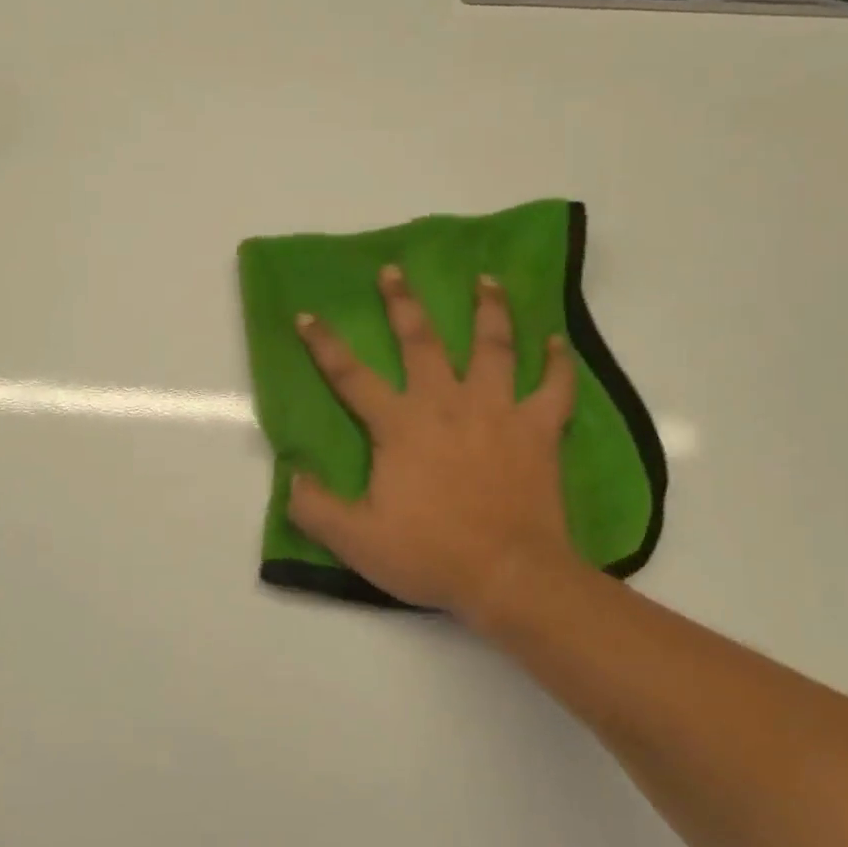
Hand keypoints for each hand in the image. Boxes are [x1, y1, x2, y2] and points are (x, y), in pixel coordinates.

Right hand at [290, 266, 583, 617]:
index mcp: (400, 425)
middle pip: (422, 342)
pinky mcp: (538, 430)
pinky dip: (557, 362)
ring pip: (494, 347)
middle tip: (394, 270)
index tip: (307, 315)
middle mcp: (446, 403)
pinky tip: (556, 340)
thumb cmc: (430, 553)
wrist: (509, 575)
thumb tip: (290, 477)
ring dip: (489, 310)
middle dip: (403, 304)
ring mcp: (497, 411)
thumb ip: (314, 507)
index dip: (324, 344)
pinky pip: (554, 387)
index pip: (351, 376)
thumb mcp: (355, 539)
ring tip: (486, 279)